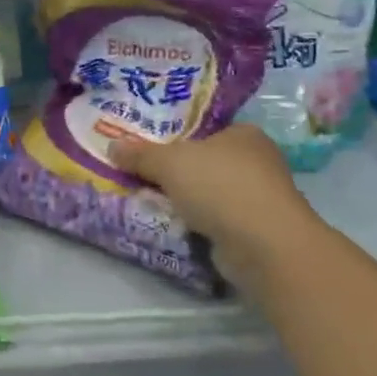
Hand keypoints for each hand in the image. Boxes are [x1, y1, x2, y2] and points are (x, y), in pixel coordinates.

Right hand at [108, 125, 316, 288]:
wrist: (264, 246)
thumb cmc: (220, 186)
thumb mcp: (169, 163)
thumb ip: (140, 154)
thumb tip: (112, 144)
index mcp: (243, 134)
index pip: (205, 129)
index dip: (176, 136)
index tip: (149, 146)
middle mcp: (257, 161)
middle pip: (206, 161)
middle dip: (177, 171)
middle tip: (141, 173)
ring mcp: (259, 199)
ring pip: (211, 193)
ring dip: (186, 200)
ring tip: (149, 201)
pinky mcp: (256, 231)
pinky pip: (216, 221)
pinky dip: (198, 224)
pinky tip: (173, 226)